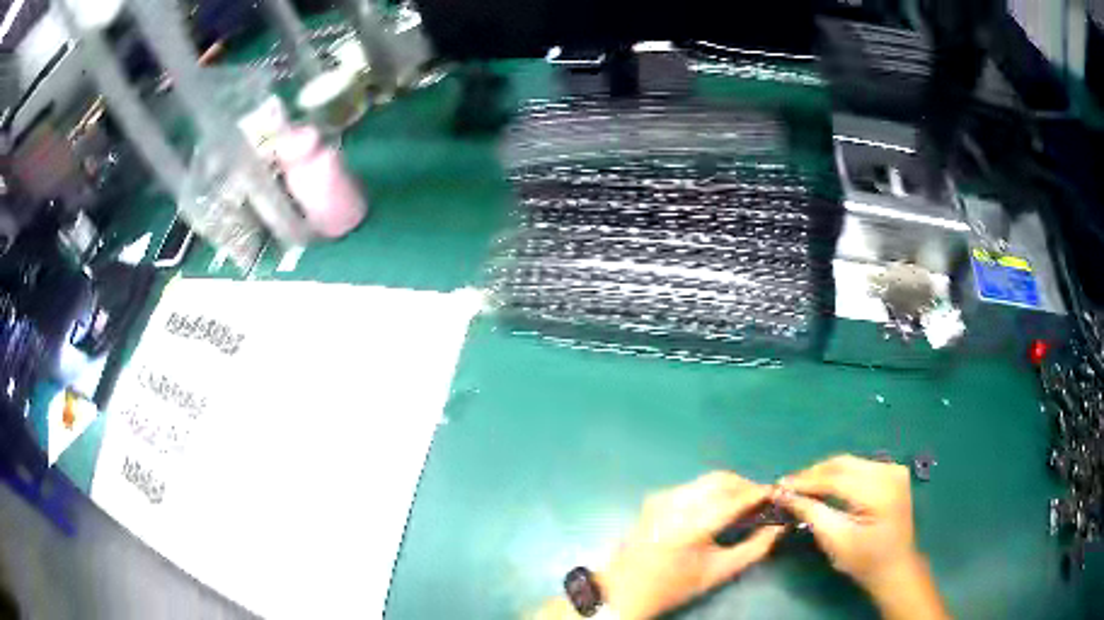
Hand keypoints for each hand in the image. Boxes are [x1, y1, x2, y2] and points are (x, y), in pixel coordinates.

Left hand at [599, 472, 783, 619]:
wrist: (623, 590)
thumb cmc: (673, 587)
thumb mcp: (719, 572)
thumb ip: (755, 548)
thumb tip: (779, 526)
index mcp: (691, 526)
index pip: (735, 499)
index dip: (760, 494)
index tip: (778, 495)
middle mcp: (675, 504)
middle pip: (722, 481)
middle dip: (746, 486)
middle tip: (763, 501)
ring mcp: (662, 497)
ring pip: (707, 480)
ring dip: (730, 487)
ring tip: (744, 505)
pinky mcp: (655, 498)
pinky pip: (692, 486)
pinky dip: (711, 491)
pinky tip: (719, 507)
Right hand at [773, 454, 942, 616]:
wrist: (895, 567)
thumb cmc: (865, 560)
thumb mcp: (836, 541)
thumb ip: (812, 513)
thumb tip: (785, 494)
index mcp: (879, 490)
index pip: (835, 478)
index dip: (805, 481)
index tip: (779, 486)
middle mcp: (889, 471)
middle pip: (843, 464)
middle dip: (813, 473)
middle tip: (787, 485)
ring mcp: (893, 469)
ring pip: (850, 463)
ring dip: (824, 473)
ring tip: (801, 485)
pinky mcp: (893, 473)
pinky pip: (860, 467)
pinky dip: (839, 475)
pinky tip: (824, 485)